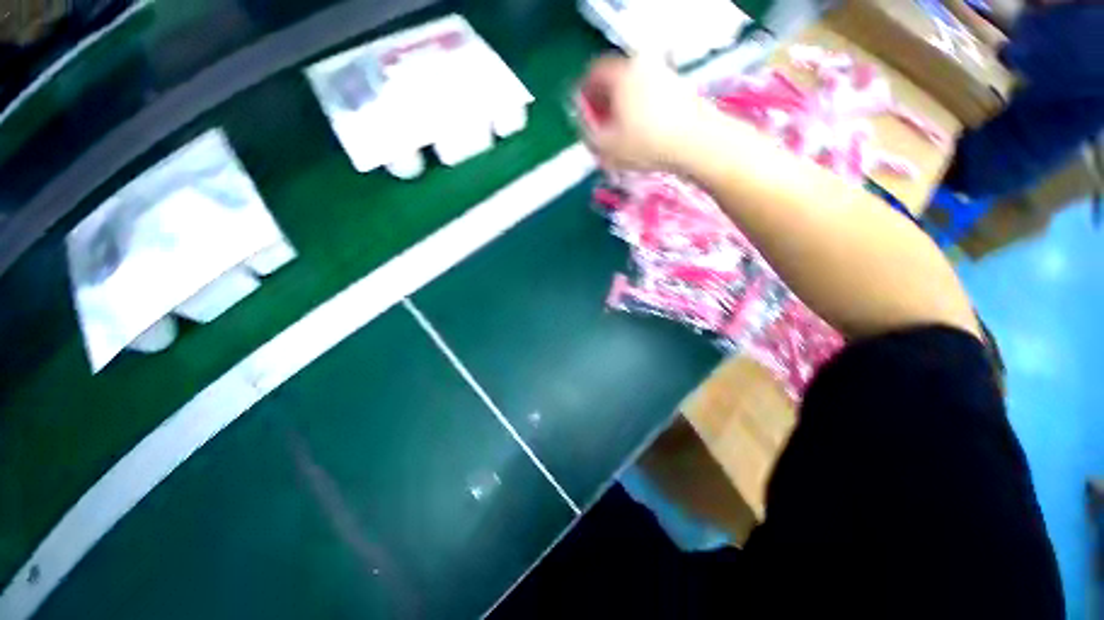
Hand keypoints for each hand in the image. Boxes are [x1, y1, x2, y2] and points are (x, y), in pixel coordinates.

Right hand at [576, 55, 714, 173]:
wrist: (695, 143)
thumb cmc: (644, 143)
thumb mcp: (605, 146)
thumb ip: (588, 135)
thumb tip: (586, 128)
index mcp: (621, 73)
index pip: (593, 74)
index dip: (584, 97)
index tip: (585, 117)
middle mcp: (643, 66)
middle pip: (615, 82)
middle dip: (605, 106)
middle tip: (602, 130)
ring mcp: (664, 75)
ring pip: (634, 91)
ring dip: (624, 111)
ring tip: (623, 138)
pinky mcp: (680, 90)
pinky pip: (652, 98)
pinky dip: (643, 113)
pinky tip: (644, 136)